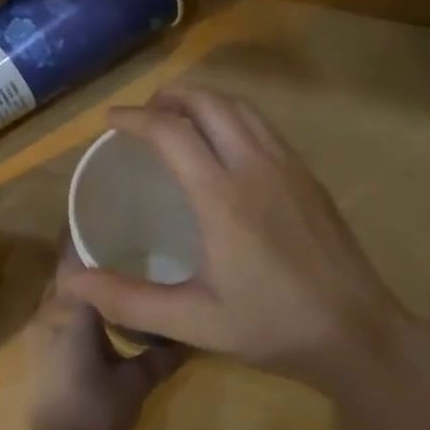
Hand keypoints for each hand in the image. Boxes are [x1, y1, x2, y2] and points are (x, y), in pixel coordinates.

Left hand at [25, 247, 184, 429]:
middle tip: (121, 239)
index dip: (88, 236)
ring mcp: (41, 333)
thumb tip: (193, 337)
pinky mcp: (42, 352)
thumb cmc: (96, 409)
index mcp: (73, 311)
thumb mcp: (138, 381)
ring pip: (60, 293)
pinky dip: (76, 303)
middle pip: (66, 273)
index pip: (75, 260)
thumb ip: (164, 355)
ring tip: (115, 268)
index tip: (110, 217)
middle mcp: (50, 313)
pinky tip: (101, 308)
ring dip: (82, 281)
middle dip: (87, 255)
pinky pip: (58, 313)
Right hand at [60, 88, 415, 394]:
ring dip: (204, 101)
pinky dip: (233, 117)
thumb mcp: (193, 321)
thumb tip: (72, 280)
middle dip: (170, 97)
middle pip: (209, 103)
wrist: (357, 332)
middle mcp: (255, 166)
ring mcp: (289, 167)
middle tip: (142, 114)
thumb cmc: (272, 326)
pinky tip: (226, 145)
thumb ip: (128, 299)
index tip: (110, 121)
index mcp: (222, 195)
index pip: (170, 132)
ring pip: (241, 108)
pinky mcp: (309, 177)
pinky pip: (264, 127)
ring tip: (179, 117)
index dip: (134, 118)